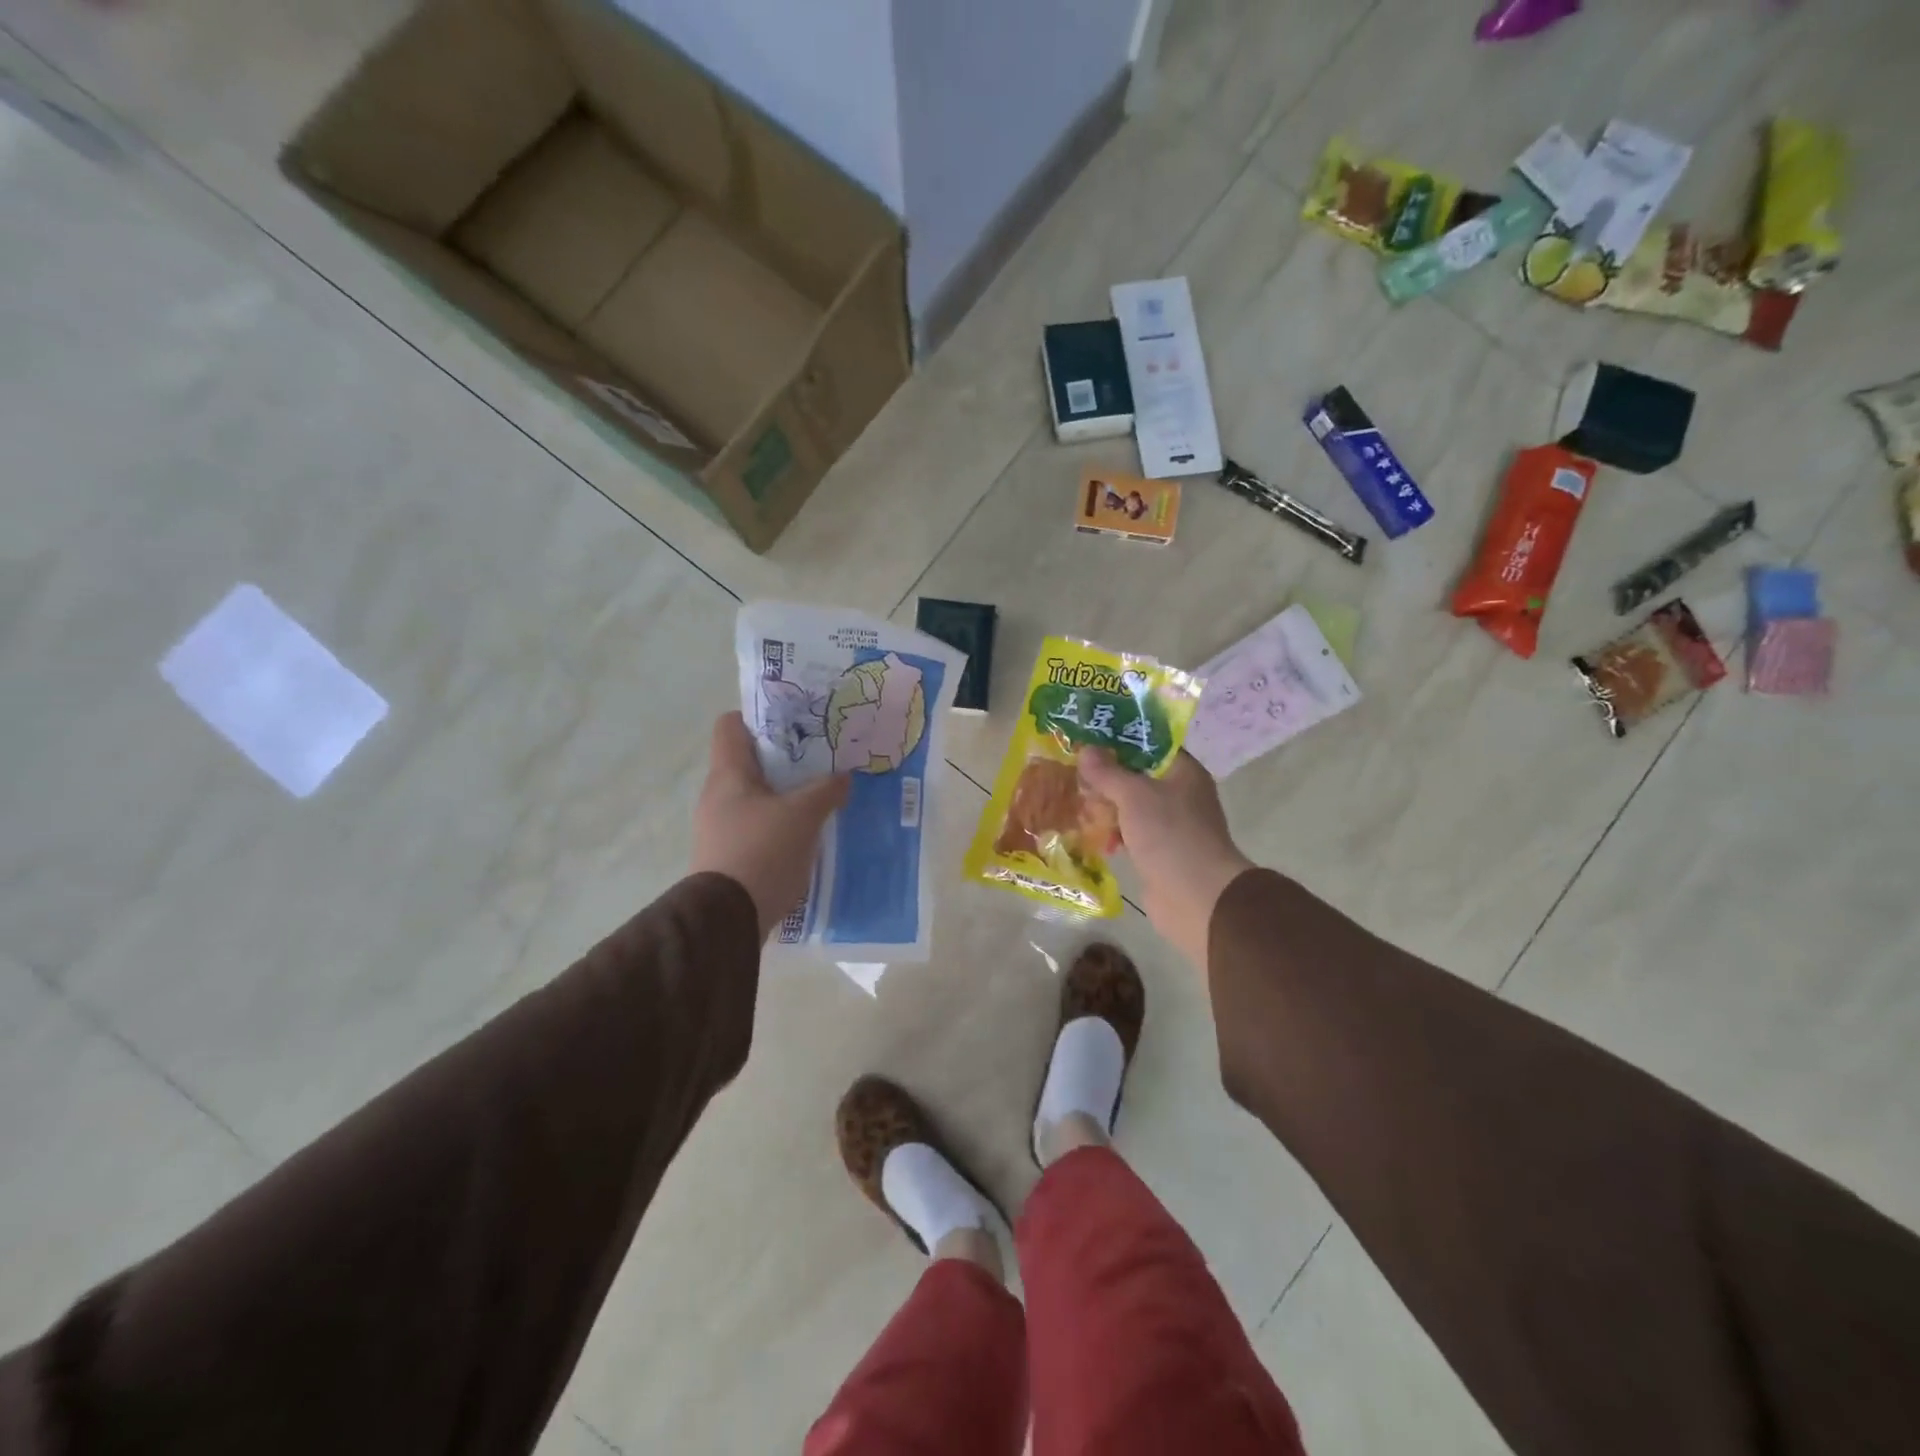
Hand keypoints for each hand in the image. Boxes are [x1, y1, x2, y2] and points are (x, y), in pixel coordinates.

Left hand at [692, 713, 849, 940]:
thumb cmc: (762, 851)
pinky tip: (807, 831)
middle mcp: (718, 795)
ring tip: (820, 794)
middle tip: (821, 758)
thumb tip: (844, 777)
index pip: (731, 725)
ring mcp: (721, 826)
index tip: (795, 723)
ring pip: (757, 795)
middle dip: (785, 758)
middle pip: (750, 761)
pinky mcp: (730, 854)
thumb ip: (827, 790)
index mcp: (728, 774)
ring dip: (786, 792)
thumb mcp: (804, 815)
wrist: (728, 918)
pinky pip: (758, 824)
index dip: (760, 717)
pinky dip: (781, 822)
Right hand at [1077, 748, 1252, 969]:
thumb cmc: (1170, 835)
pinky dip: (1112, 832)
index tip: (1088, 737)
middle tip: (1073, 770)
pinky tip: (1090, 834)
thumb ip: (1108, 772)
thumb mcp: (1134, 796)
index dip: (1120, 738)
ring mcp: (1170, 825)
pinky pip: (1130, 833)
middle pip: (1137, 775)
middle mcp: (1180, 794)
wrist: (1197, 898)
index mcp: (1184, 772)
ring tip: (1075, 802)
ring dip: (1106, 806)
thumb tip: (1085, 749)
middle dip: (1106, 776)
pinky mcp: (1159, 851)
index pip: (1151, 744)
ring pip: (1131, 806)